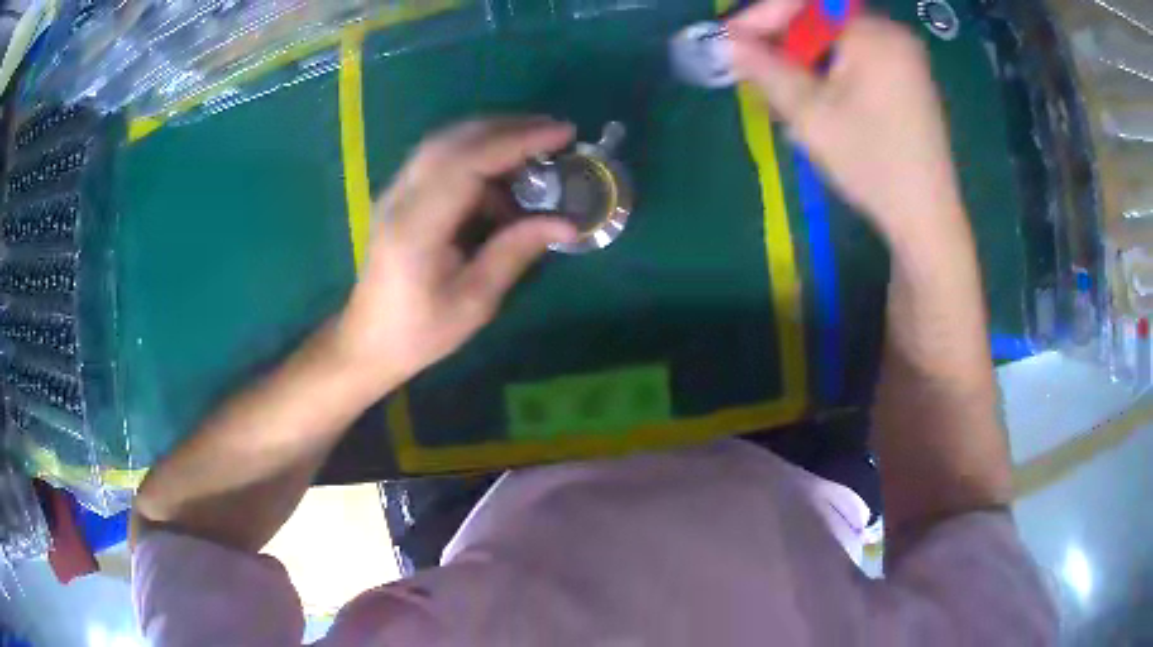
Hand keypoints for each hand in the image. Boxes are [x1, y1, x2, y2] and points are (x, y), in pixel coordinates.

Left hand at [333, 117, 578, 394]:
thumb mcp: (473, 302)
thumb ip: (515, 253)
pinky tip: (502, 176)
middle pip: (454, 140)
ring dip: (492, 135)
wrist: (367, 341)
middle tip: (556, 132)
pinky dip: (476, 154)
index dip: (517, 141)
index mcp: (416, 227)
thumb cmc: (419, 332)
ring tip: (537, 147)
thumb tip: (568, 224)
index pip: (467, 162)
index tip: (562, 134)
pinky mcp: (399, 196)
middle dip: (509, 127)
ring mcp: (395, 193)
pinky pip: (439, 158)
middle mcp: (400, 198)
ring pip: (445, 142)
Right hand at [727, 7, 963, 242]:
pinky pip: (856, 61)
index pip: (806, 4)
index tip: (728, 39)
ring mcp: (904, 59)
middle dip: (783, 43)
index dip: (762, 15)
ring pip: (836, 43)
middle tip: (754, 72)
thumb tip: (724, 41)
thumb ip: (764, 69)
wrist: (927, 219)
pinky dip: (829, 73)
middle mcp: (892, 35)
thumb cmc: (871, 164)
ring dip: (803, 62)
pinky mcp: (907, 81)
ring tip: (783, 96)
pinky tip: (817, 103)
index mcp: (874, 34)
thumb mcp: (810, 115)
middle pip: (821, 22)